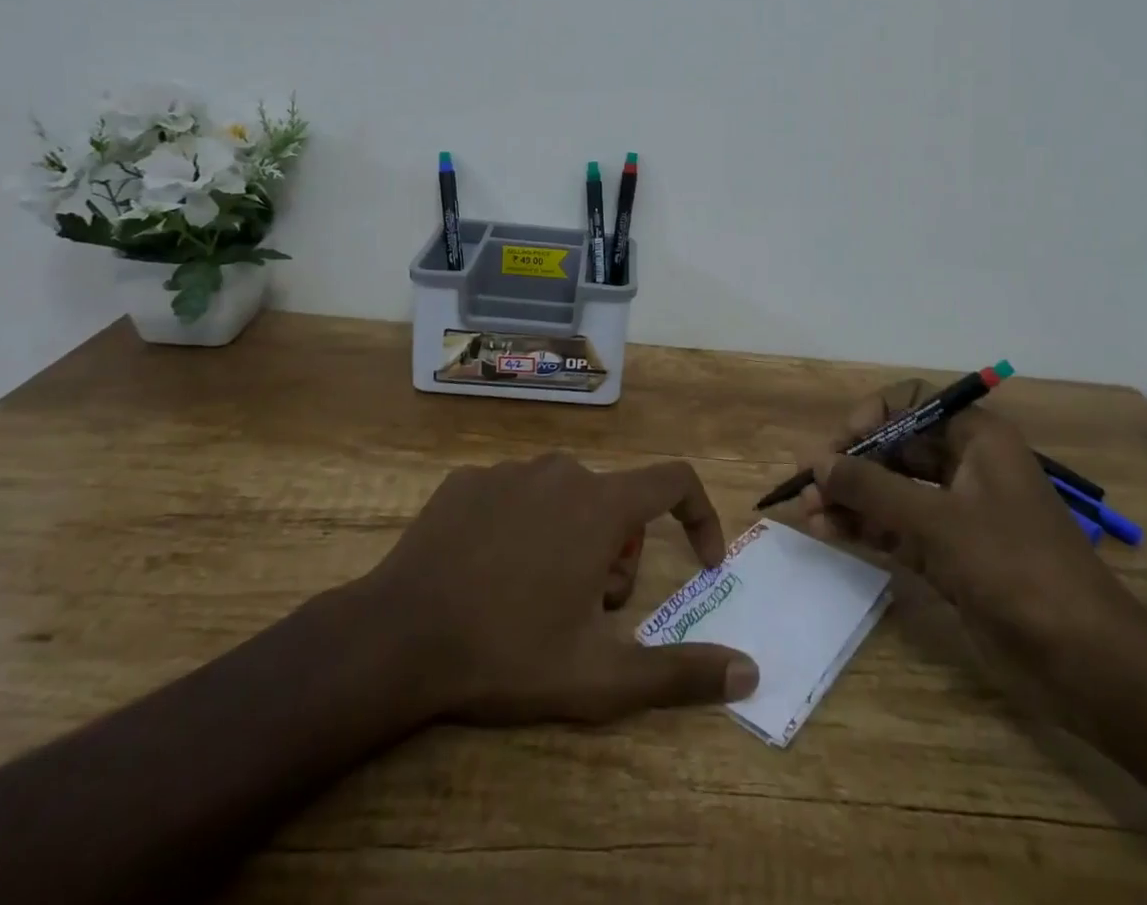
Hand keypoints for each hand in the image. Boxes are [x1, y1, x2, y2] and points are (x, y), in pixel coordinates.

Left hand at [360, 453, 758, 724]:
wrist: (396, 638)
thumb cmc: (508, 652)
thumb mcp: (600, 676)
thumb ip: (680, 673)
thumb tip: (749, 673)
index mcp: (601, 504)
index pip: (675, 480)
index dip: (700, 515)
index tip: (701, 561)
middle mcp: (562, 472)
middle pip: (617, 503)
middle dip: (619, 553)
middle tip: (589, 609)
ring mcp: (510, 470)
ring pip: (567, 498)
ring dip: (572, 539)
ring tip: (537, 597)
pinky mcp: (468, 480)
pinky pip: (517, 496)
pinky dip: (523, 528)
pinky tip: (490, 574)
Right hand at [799, 380, 1133, 662]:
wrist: (1084, 662)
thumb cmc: (1016, 567)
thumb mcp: (938, 520)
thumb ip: (872, 488)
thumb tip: (816, 462)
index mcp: (978, 439)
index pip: (915, 403)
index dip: (874, 414)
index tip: (843, 442)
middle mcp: (965, 468)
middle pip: (896, 447)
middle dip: (852, 462)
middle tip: (809, 482)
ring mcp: (956, 514)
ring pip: (891, 491)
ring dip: (851, 497)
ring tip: (807, 511)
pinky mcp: (948, 557)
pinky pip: (896, 529)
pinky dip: (864, 528)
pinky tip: (827, 531)